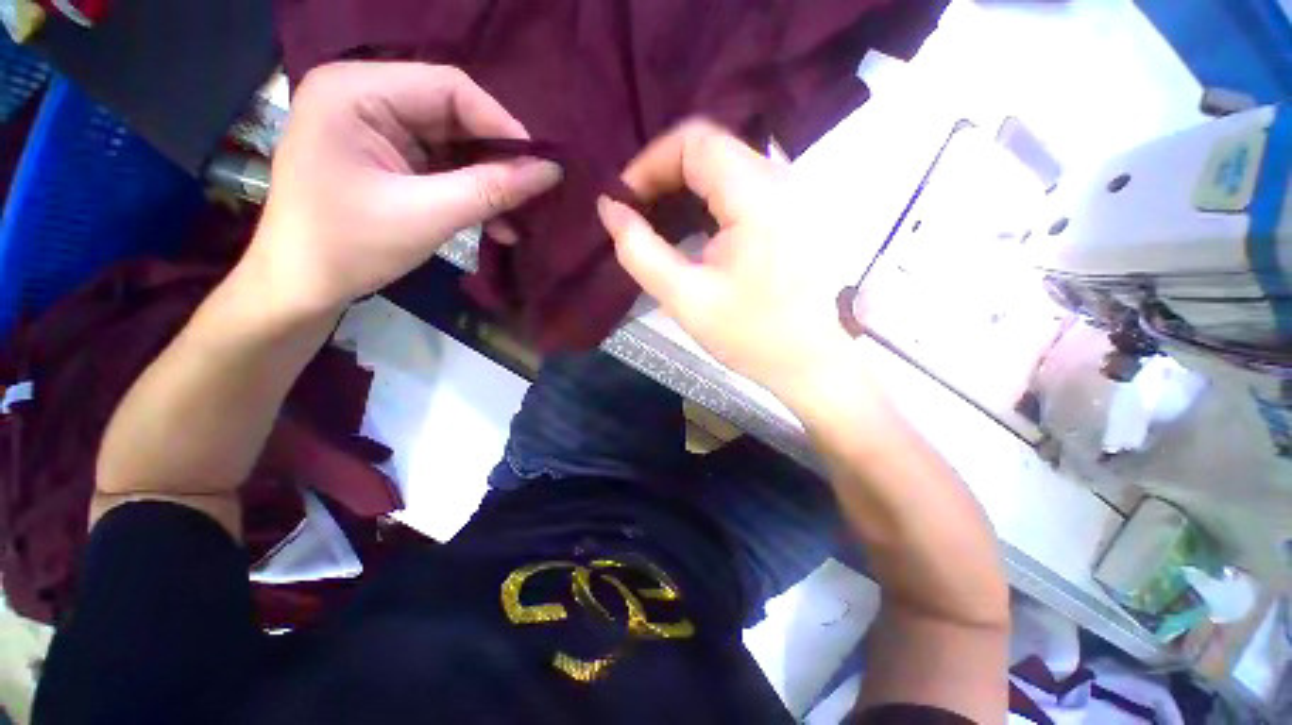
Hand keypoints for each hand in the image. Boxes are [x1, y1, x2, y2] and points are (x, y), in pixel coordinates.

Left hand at [248, 62, 561, 317]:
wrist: (300, 285)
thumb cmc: (351, 247)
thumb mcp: (428, 216)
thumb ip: (492, 189)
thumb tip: (551, 172)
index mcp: (356, 91)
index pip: (449, 88)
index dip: (501, 125)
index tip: (540, 167)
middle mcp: (364, 96)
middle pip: (453, 115)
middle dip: (496, 160)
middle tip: (533, 194)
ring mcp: (374, 127)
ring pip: (453, 145)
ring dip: (488, 183)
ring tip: (517, 218)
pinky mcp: (385, 157)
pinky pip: (441, 166)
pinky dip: (470, 193)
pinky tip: (496, 224)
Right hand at [596, 120, 851, 395]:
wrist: (812, 361)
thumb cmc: (752, 336)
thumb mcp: (686, 298)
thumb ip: (640, 251)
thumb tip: (609, 209)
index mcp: (757, 196)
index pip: (695, 141)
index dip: (649, 163)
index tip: (625, 201)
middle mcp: (781, 179)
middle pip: (710, 150)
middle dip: (664, 178)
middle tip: (637, 216)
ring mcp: (792, 193)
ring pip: (726, 168)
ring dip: (685, 191)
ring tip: (659, 227)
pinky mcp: (793, 212)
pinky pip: (742, 188)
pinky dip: (709, 203)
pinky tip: (694, 234)